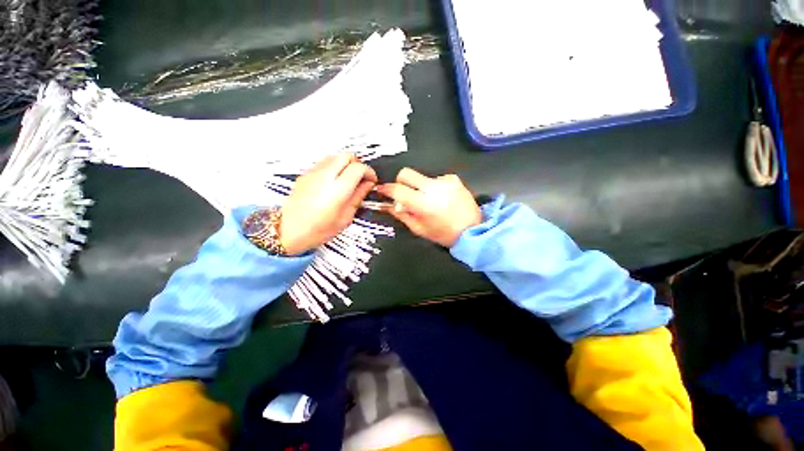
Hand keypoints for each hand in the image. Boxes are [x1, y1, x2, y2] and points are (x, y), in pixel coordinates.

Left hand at [281, 154, 376, 254]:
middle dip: (357, 164)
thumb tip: (368, 184)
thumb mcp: (345, 217)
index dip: (369, 172)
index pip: (358, 168)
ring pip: (334, 156)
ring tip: (348, 179)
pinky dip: (333, 167)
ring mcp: (312, 173)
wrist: (288, 231)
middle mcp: (324, 176)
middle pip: (346, 156)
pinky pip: (323, 163)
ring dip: (345, 164)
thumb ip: (358, 197)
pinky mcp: (304, 174)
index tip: (371, 180)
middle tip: (361, 178)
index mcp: (337, 189)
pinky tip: (334, 182)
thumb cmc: (319, 230)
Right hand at [377, 168, 480, 246]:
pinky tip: (441, 198)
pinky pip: (435, 179)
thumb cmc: (443, 233)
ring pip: (421, 177)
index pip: (397, 189)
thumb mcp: (419, 228)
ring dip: (419, 187)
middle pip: (406, 173)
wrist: (473, 228)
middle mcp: (433, 187)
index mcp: (423, 203)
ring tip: (429, 200)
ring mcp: (444, 180)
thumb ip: (402, 214)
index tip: (382, 190)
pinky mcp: (453, 178)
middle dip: (401, 182)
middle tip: (404, 194)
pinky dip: (433, 187)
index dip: (387, 189)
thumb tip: (389, 204)